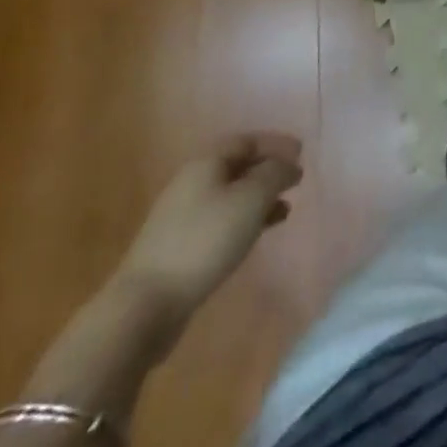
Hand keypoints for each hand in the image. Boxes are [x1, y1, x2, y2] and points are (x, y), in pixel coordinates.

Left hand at [117, 133, 303, 324]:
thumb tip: (287, 164)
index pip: (247, 140)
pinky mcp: (179, 248)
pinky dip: (244, 221)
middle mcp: (192, 183)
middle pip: (237, 166)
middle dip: (268, 171)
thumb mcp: (251, 199)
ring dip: (259, 198)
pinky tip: (257, 235)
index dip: (276, 143)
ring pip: (230, 196)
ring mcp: (182, 217)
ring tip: (285, 209)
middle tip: (295, 180)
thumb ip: (275, 174)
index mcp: (206, 163)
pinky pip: (221, 221)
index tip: (301, 153)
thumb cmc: (205, 241)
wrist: (145, 306)